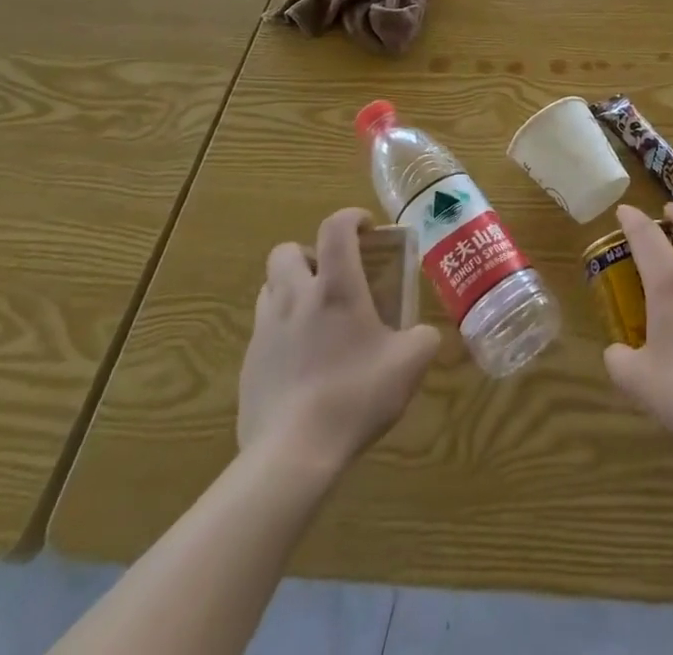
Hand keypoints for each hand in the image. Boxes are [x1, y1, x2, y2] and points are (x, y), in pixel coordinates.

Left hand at [238, 208, 439, 466]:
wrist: (292, 455)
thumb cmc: (355, 395)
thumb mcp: (410, 363)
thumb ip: (423, 338)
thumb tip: (423, 334)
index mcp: (335, 287)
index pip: (335, 227)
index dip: (352, 218)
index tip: (368, 230)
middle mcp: (295, 297)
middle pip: (287, 251)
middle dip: (311, 253)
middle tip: (334, 276)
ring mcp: (266, 330)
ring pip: (269, 287)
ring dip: (291, 288)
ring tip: (315, 314)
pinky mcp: (248, 364)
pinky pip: (262, 330)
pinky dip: (281, 330)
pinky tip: (302, 360)